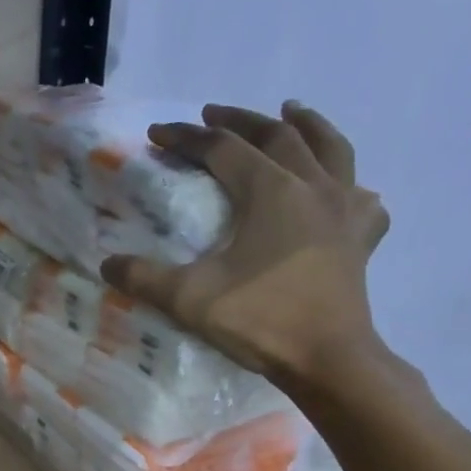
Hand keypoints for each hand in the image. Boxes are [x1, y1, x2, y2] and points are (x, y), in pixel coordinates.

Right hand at [101, 101, 389, 385]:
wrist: (327, 359)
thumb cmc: (260, 321)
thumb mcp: (189, 299)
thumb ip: (144, 278)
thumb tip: (108, 264)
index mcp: (271, 191)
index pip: (222, 149)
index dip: (186, 138)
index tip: (157, 134)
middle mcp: (312, 186)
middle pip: (277, 135)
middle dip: (240, 120)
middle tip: (212, 114)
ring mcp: (344, 210)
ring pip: (330, 149)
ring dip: (308, 125)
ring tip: (291, 111)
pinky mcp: (361, 239)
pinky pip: (361, 197)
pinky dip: (349, 184)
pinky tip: (344, 191)